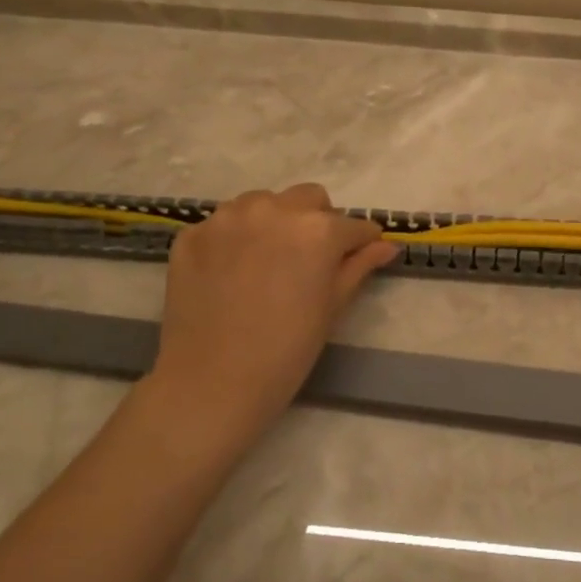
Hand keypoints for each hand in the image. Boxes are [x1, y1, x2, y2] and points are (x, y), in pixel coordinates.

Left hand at [141, 184, 396, 457]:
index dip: (360, 242)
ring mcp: (228, 218)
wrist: (212, 383)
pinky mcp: (193, 233)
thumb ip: (359, 266)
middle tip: (310, 259)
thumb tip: (386, 245)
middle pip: (309, 199)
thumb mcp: (333, 306)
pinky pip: (224, 224)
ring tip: (267, 261)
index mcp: (317, 229)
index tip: (359, 255)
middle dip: (317, 221)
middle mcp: (274, 209)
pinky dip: (235, 239)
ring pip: (263, 202)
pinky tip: (231, 272)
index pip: (353, 225)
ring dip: (274, 222)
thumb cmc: (287, 350)